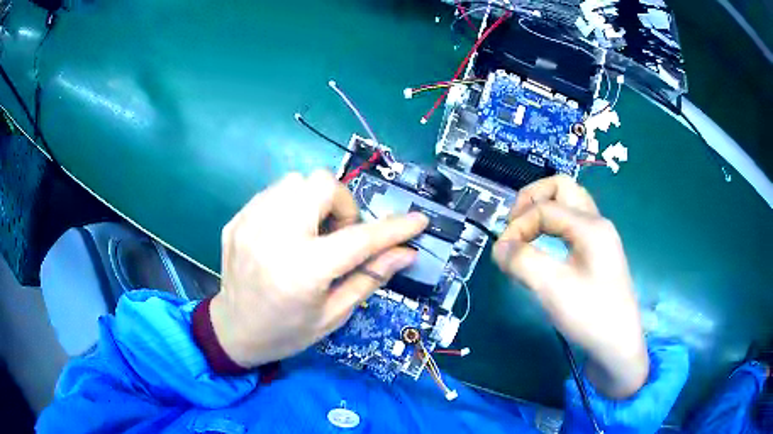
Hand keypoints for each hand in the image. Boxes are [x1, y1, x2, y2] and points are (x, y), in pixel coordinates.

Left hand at [210, 170, 427, 368]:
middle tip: (339, 234)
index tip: (418, 220)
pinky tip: (288, 233)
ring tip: (311, 232)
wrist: (233, 330)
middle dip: (342, 204)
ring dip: (314, 201)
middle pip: (321, 184)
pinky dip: (290, 205)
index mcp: (302, 271)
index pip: (360, 239)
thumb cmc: (287, 331)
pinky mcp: (237, 219)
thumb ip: (370, 278)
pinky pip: (274, 192)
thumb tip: (406, 253)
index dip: (394, 228)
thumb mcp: (334, 314)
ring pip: (296, 181)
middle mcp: (274, 238)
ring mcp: (250, 224)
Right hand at [492, 175, 647, 398]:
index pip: (545, 208)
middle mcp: (597, 223)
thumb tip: (499, 247)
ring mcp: (599, 237)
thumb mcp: (553, 289)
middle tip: (514, 224)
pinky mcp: (597, 254)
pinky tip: (543, 247)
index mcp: (590, 226)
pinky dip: (552, 226)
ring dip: (543, 210)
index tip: (501, 254)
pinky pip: (572, 225)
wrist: (618, 346)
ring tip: (525, 233)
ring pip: (569, 204)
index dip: (518, 225)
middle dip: (533, 199)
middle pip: (562, 188)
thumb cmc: (591, 316)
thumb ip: (523, 261)